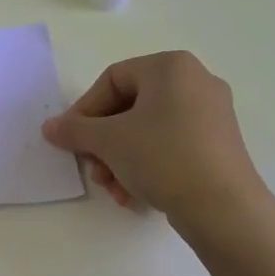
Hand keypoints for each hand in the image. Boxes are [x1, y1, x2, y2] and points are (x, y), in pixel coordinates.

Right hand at [41, 51, 263, 215]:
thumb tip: (50, 127)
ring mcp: (211, 114)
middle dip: (103, 142)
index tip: (71, 140)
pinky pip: (170, 145)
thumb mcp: (108, 141)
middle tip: (92, 168)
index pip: (112, 80)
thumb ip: (74, 129)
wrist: (224, 209)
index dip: (84, 110)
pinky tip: (134, 194)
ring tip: (112, 188)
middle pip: (129, 107)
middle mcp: (195, 81)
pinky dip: (146, 165)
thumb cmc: (163, 157)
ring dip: (120, 159)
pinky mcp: (218, 145)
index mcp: (171, 67)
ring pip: (147, 131)